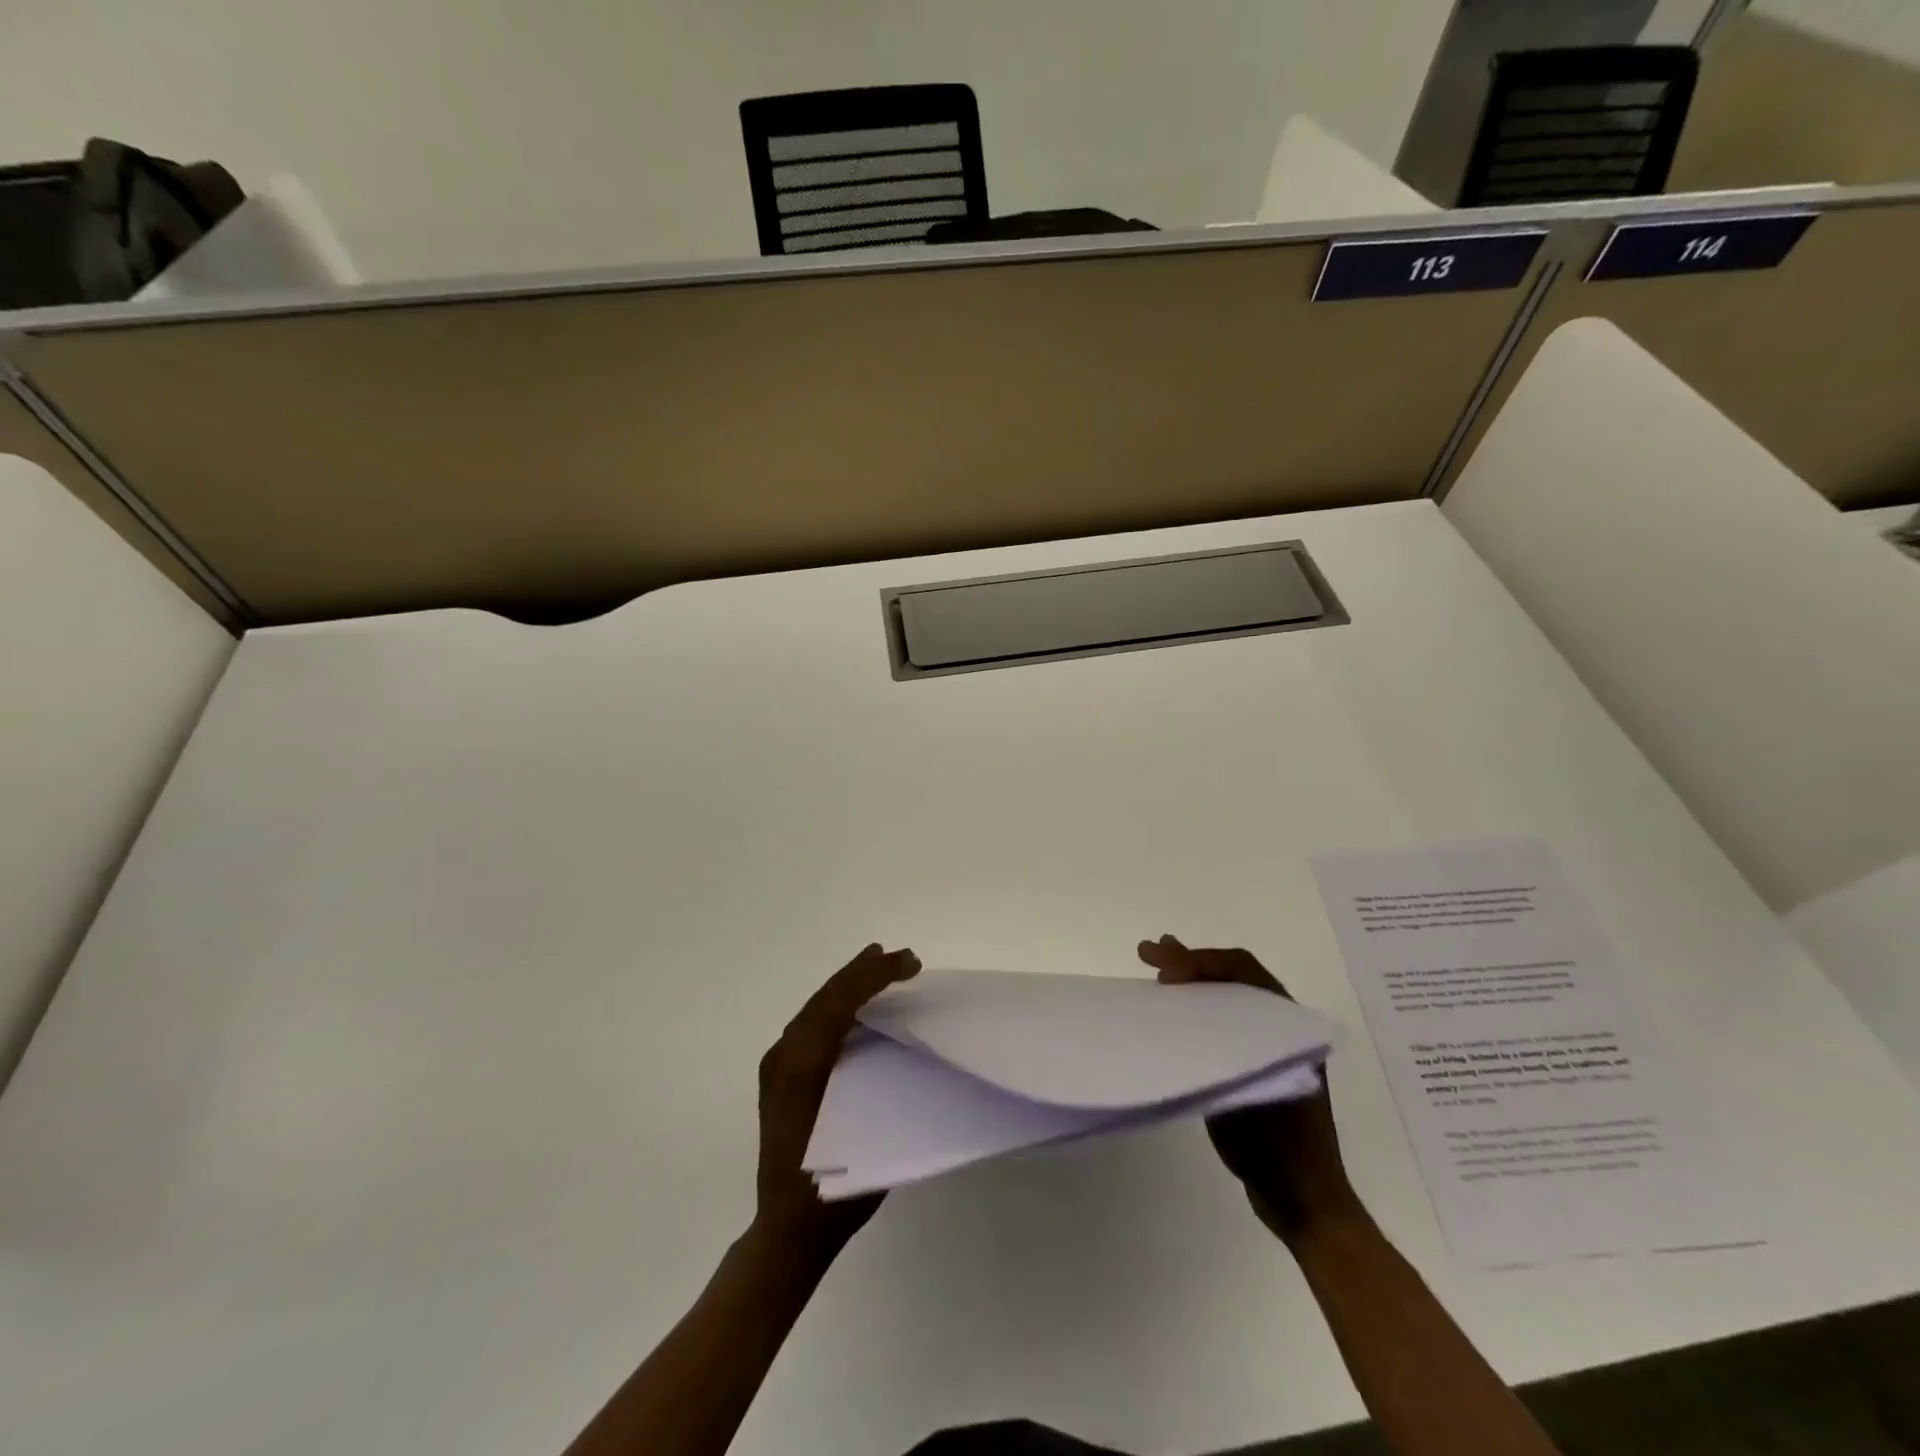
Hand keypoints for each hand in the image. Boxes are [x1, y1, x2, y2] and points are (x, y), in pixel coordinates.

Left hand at [754, 943, 919, 1260]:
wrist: (786, 1231)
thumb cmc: (835, 1188)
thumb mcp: (869, 1131)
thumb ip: (883, 1082)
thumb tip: (908, 1042)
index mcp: (803, 1065)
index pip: (841, 1002)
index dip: (876, 976)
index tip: (910, 963)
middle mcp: (784, 1056)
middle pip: (826, 997)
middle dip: (863, 971)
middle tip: (900, 957)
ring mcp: (777, 1065)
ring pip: (816, 1007)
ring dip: (849, 985)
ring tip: (878, 967)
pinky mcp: (779, 1076)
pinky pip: (810, 1024)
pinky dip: (836, 1006)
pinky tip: (856, 1008)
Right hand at [1137, 935, 1356, 1239]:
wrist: (1302, 1202)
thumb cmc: (1274, 1143)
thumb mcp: (1238, 1083)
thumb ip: (1210, 1035)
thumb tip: (1176, 989)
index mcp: (1288, 1024)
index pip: (1240, 969)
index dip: (1197, 960)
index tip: (1160, 966)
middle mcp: (1283, 1026)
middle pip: (1233, 974)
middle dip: (1189, 960)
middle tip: (1146, 953)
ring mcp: (1270, 1045)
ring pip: (1228, 994)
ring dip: (1192, 979)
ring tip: (1154, 969)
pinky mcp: (1256, 1064)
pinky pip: (1225, 1018)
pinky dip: (1197, 1005)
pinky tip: (1172, 1009)